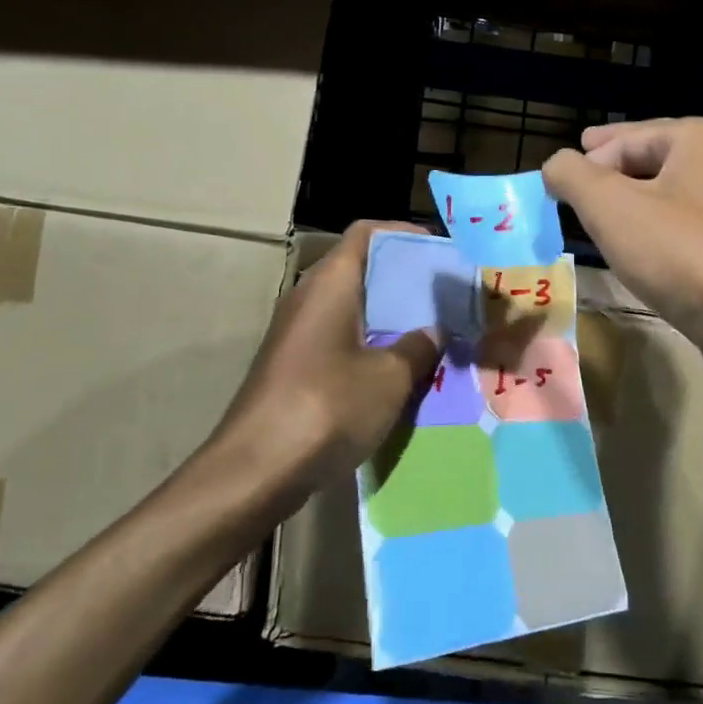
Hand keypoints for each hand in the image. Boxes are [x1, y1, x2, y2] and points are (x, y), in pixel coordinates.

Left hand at [220, 221, 440, 489]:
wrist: (254, 471)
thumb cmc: (327, 407)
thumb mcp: (389, 377)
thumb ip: (419, 347)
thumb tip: (435, 331)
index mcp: (331, 283)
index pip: (367, 232)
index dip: (404, 233)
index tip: (441, 253)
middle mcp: (310, 297)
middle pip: (362, 269)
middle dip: (406, 279)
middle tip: (447, 295)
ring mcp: (299, 333)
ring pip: (354, 307)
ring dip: (392, 316)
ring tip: (435, 331)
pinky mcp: (295, 366)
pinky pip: (343, 339)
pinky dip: (373, 344)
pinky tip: (402, 370)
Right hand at [544, 119, 702, 377]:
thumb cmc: (680, 253)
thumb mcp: (609, 206)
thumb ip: (571, 175)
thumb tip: (555, 165)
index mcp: (699, 137)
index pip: (623, 139)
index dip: (586, 161)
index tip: (558, 185)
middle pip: (646, 160)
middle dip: (608, 175)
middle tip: (575, 185)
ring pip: (663, 194)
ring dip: (629, 204)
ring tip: (598, 217)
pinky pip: (679, 225)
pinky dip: (652, 230)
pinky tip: (635, 248)